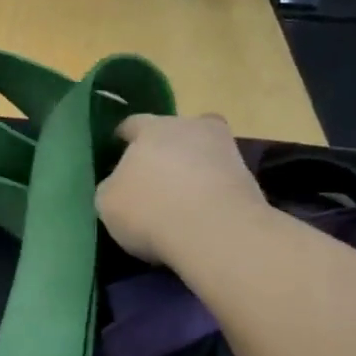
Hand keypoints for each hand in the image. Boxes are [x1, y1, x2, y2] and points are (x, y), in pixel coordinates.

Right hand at [96, 112, 267, 263]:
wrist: (215, 232)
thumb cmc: (150, 210)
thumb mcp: (107, 202)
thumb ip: (112, 186)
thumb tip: (120, 184)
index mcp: (152, 128)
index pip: (132, 124)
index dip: (123, 139)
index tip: (117, 155)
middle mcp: (191, 127)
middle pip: (174, 132)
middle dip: (163, 150)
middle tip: (152, 178)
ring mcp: (225, 149)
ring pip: (201, 153)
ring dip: (191, 169)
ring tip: (179, 199)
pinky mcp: (249, 177)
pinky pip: (219, 178)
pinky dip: (210, 191)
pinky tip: (200, 213)